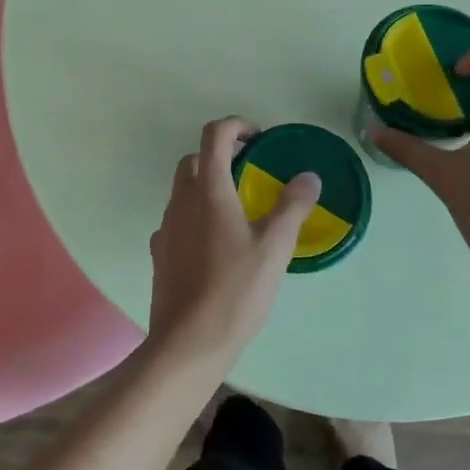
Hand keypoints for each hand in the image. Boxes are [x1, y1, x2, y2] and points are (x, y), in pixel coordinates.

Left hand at [145, 118, 319, 369]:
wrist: (188, 342)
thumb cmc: (235, 290)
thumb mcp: (275, 248)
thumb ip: (292, 206)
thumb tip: (309, 176)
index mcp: (209, 190)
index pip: (214, 135)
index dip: (236, 126)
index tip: (259, 138)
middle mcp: (181, 201)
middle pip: (194, 159)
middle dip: (220, 156)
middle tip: (251, 173)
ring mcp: (166, 227)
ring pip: (183, 190)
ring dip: (207, 185)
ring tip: (237, 211)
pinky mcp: (160, 253)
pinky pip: (177, 220)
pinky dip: (195, 216)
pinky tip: (215, 244)